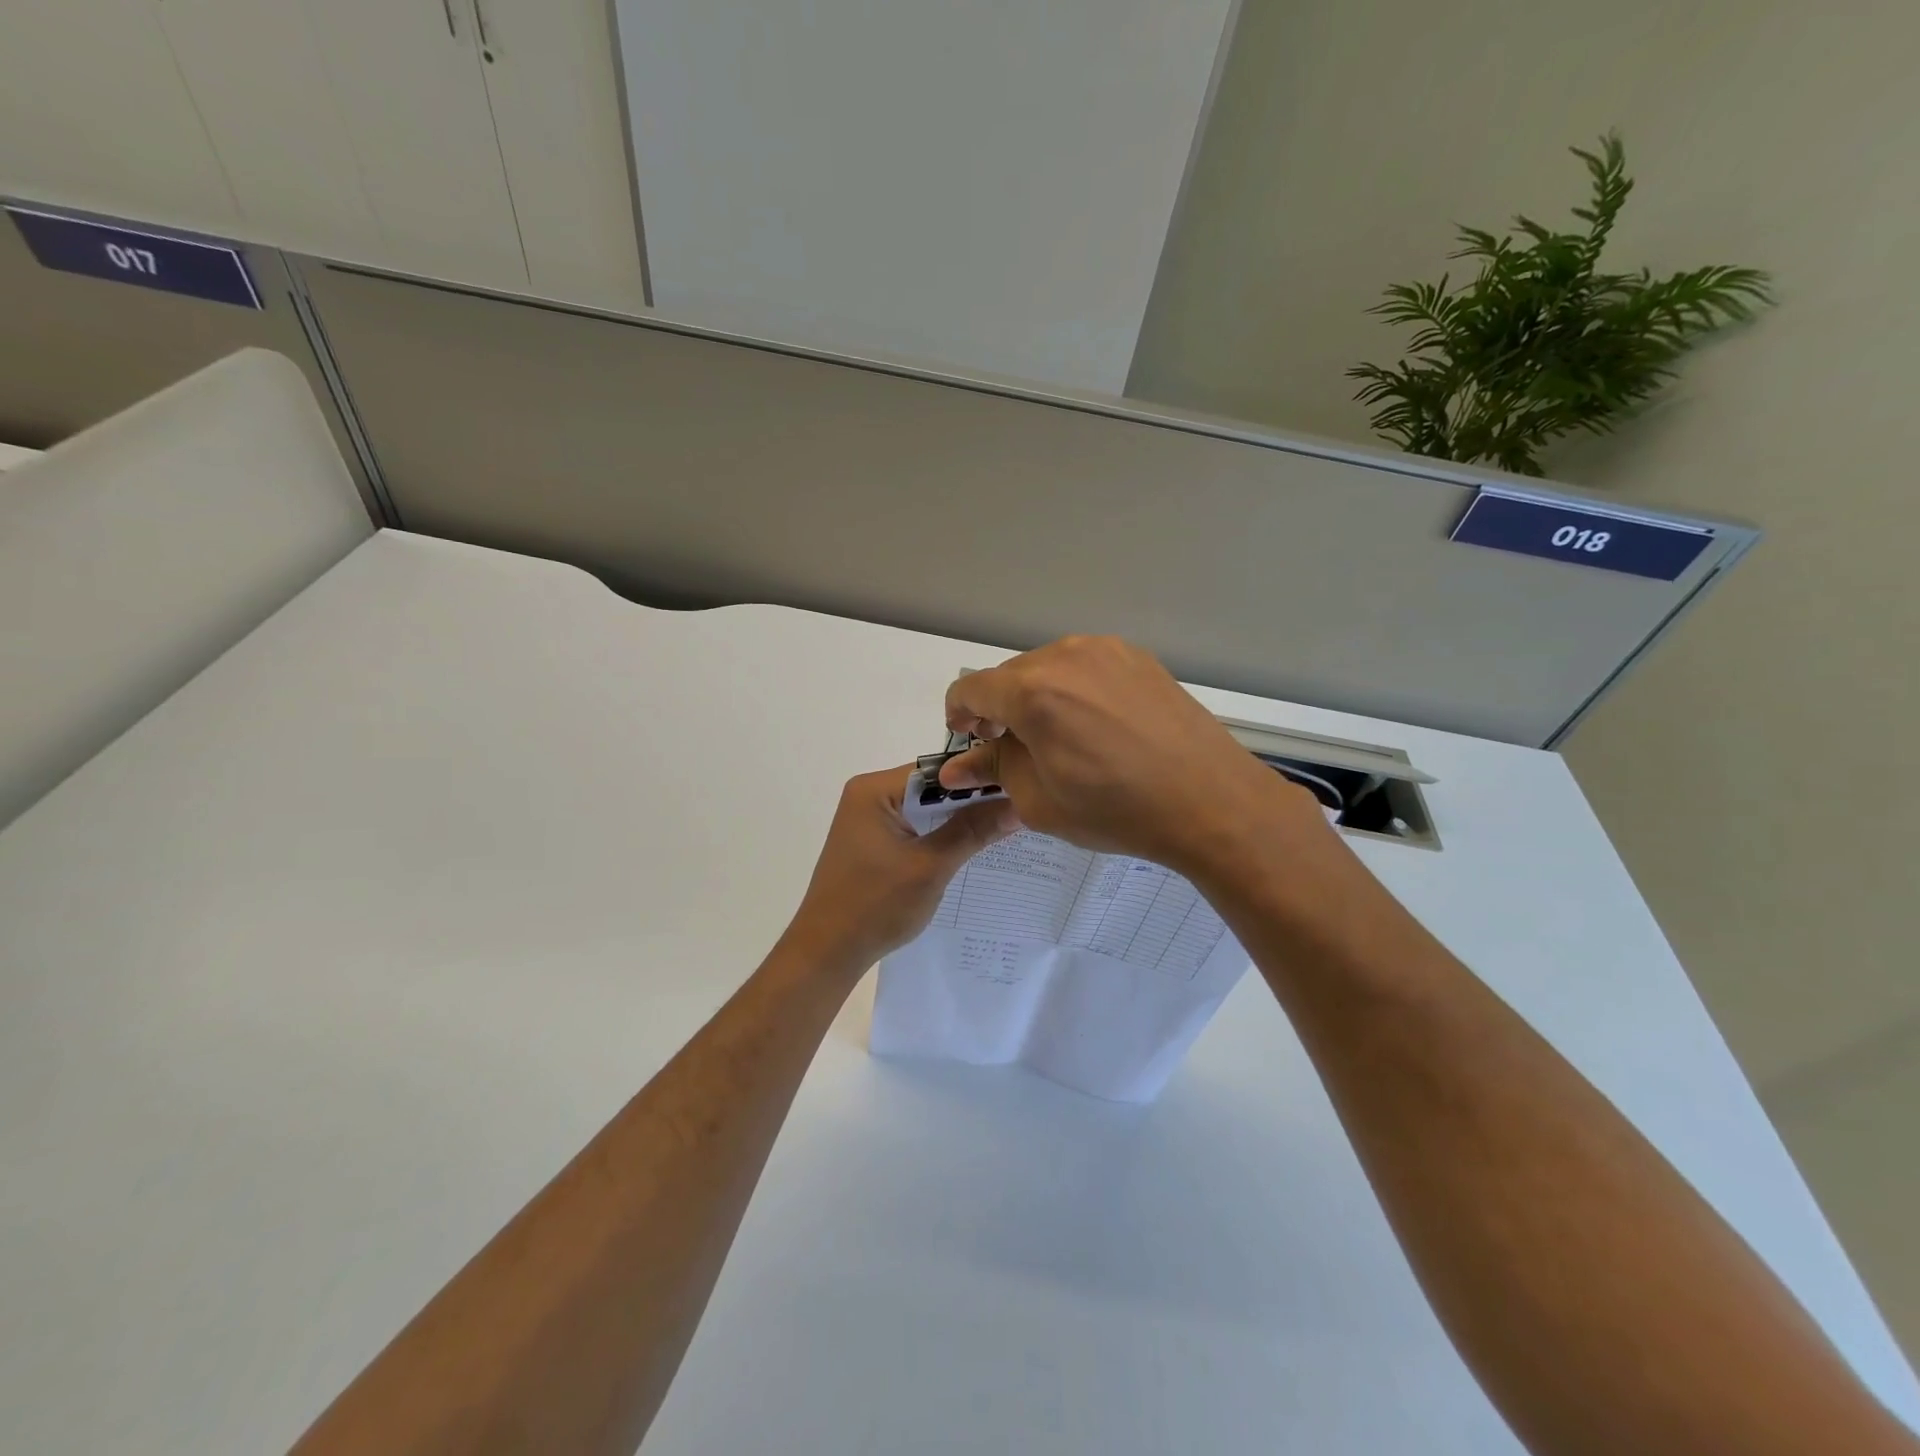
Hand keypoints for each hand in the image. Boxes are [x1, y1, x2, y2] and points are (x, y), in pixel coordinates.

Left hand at [783, 765, 1019, 969]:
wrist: (827, 952)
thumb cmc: (875, 906)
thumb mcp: (930, 867)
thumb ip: (973, 832)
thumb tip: (1017, 805)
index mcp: (874, 790)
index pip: (938, 771)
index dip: (978, 780)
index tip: (1019, 788)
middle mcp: (868, 795)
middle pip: (932, 788)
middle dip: (971, 801)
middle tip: (1019, 808)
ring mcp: (868, 819)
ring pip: (925, 810)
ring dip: (957, 820)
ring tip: (1004, 825)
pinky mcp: (872, 842)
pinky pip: (914, 828)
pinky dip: (939, 836)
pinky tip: (971, 846)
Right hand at [940, 636, 1324, 875]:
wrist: (1211, 801)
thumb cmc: (1117, 810)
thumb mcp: (1040, 801)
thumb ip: (993, 770)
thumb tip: (958, 765)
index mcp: (1033, 692)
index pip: (970, 688)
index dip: (958, 714)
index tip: (969, 738)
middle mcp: (1066, 657)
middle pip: (1009, 675)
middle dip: (999, 708)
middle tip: (1013, 748)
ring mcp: (1107, 651)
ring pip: (1047, 667)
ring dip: (1036, 697)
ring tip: (1057, 738)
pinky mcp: (1137, 657)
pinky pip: (1085, 667)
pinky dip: (1073, 689)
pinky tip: (1095, 726)